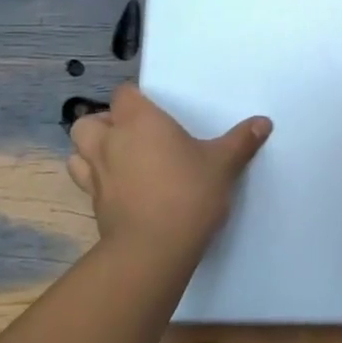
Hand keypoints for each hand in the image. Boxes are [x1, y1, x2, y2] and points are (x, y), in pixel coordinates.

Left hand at [68, 84, 271, 254]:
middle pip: (89, 121)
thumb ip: (241, 141)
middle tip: (132, 134)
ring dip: (91, 150)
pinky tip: (119, 188)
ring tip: (117, 159)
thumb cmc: (189, 192)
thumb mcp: (223, 164)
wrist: (154, 248)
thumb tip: (264, 122)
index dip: (135, 99)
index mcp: (139, 121)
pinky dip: (96, 180)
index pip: (124, 94)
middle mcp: (111, 141)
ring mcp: (96, 174)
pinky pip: (85, 182)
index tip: (154, 110)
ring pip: (77, 151)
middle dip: (104, 123)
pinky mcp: (94, 204)